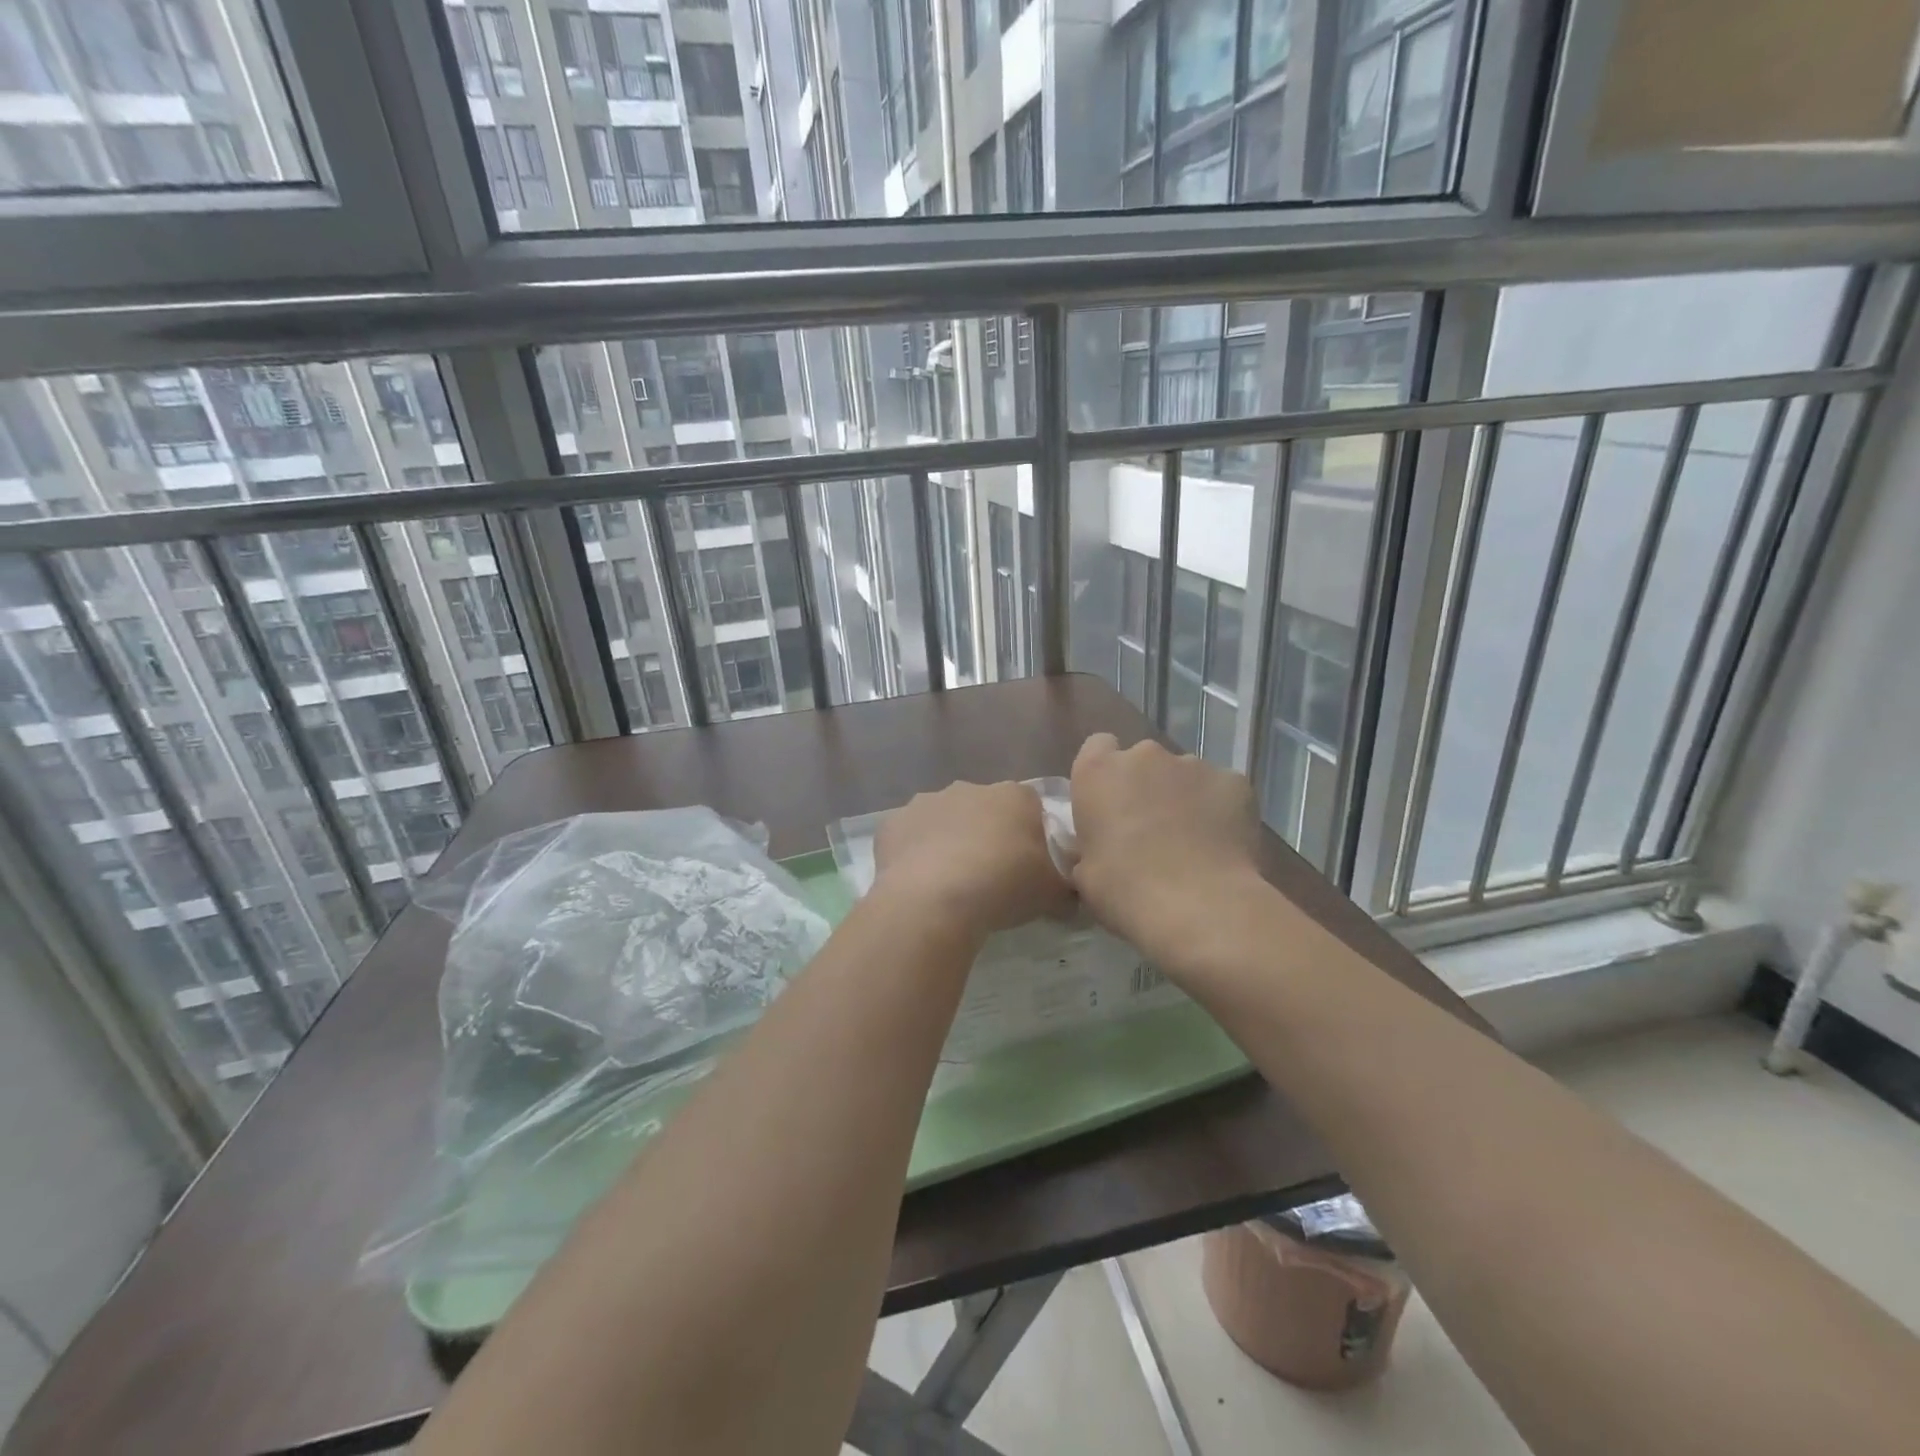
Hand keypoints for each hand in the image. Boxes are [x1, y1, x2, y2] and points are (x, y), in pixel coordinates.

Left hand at [873, 780, 1072, 936]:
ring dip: (948, 842)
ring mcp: (927, 802)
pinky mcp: (893, 822)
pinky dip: (913, 854)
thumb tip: (1072, 898)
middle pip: (984, 810)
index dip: (1029, 836)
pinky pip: (908, 836)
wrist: (935, 897)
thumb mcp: (1051, 894)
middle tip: (989, 877)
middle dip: (986, 835)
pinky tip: (918, 883)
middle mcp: (970, 788)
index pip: (1030, 807)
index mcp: (1014, 796)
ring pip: (943, 820)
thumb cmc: (1004, 885)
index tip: (1027, 866)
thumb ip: (1066, 890)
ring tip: (950, 884)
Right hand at [1069, 734, 1262, 958]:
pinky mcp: (1235, 781)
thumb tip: (1101, 846)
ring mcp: (1193, 764)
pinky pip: (1221, 790)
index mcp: (1098, 771)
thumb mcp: (1084, 872)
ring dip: (1183, 798)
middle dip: (1146, 787)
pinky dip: (1219, 809)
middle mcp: (1144, 755)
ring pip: (1184, 775)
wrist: (1198, 906)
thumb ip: (1090, 844)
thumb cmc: (1125, 890)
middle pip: (1143, 761)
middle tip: (1150, 830)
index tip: (1110, 805)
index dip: (1105, 775)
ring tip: (1192, 842)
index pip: (1097, 747)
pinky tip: (1221, 844)